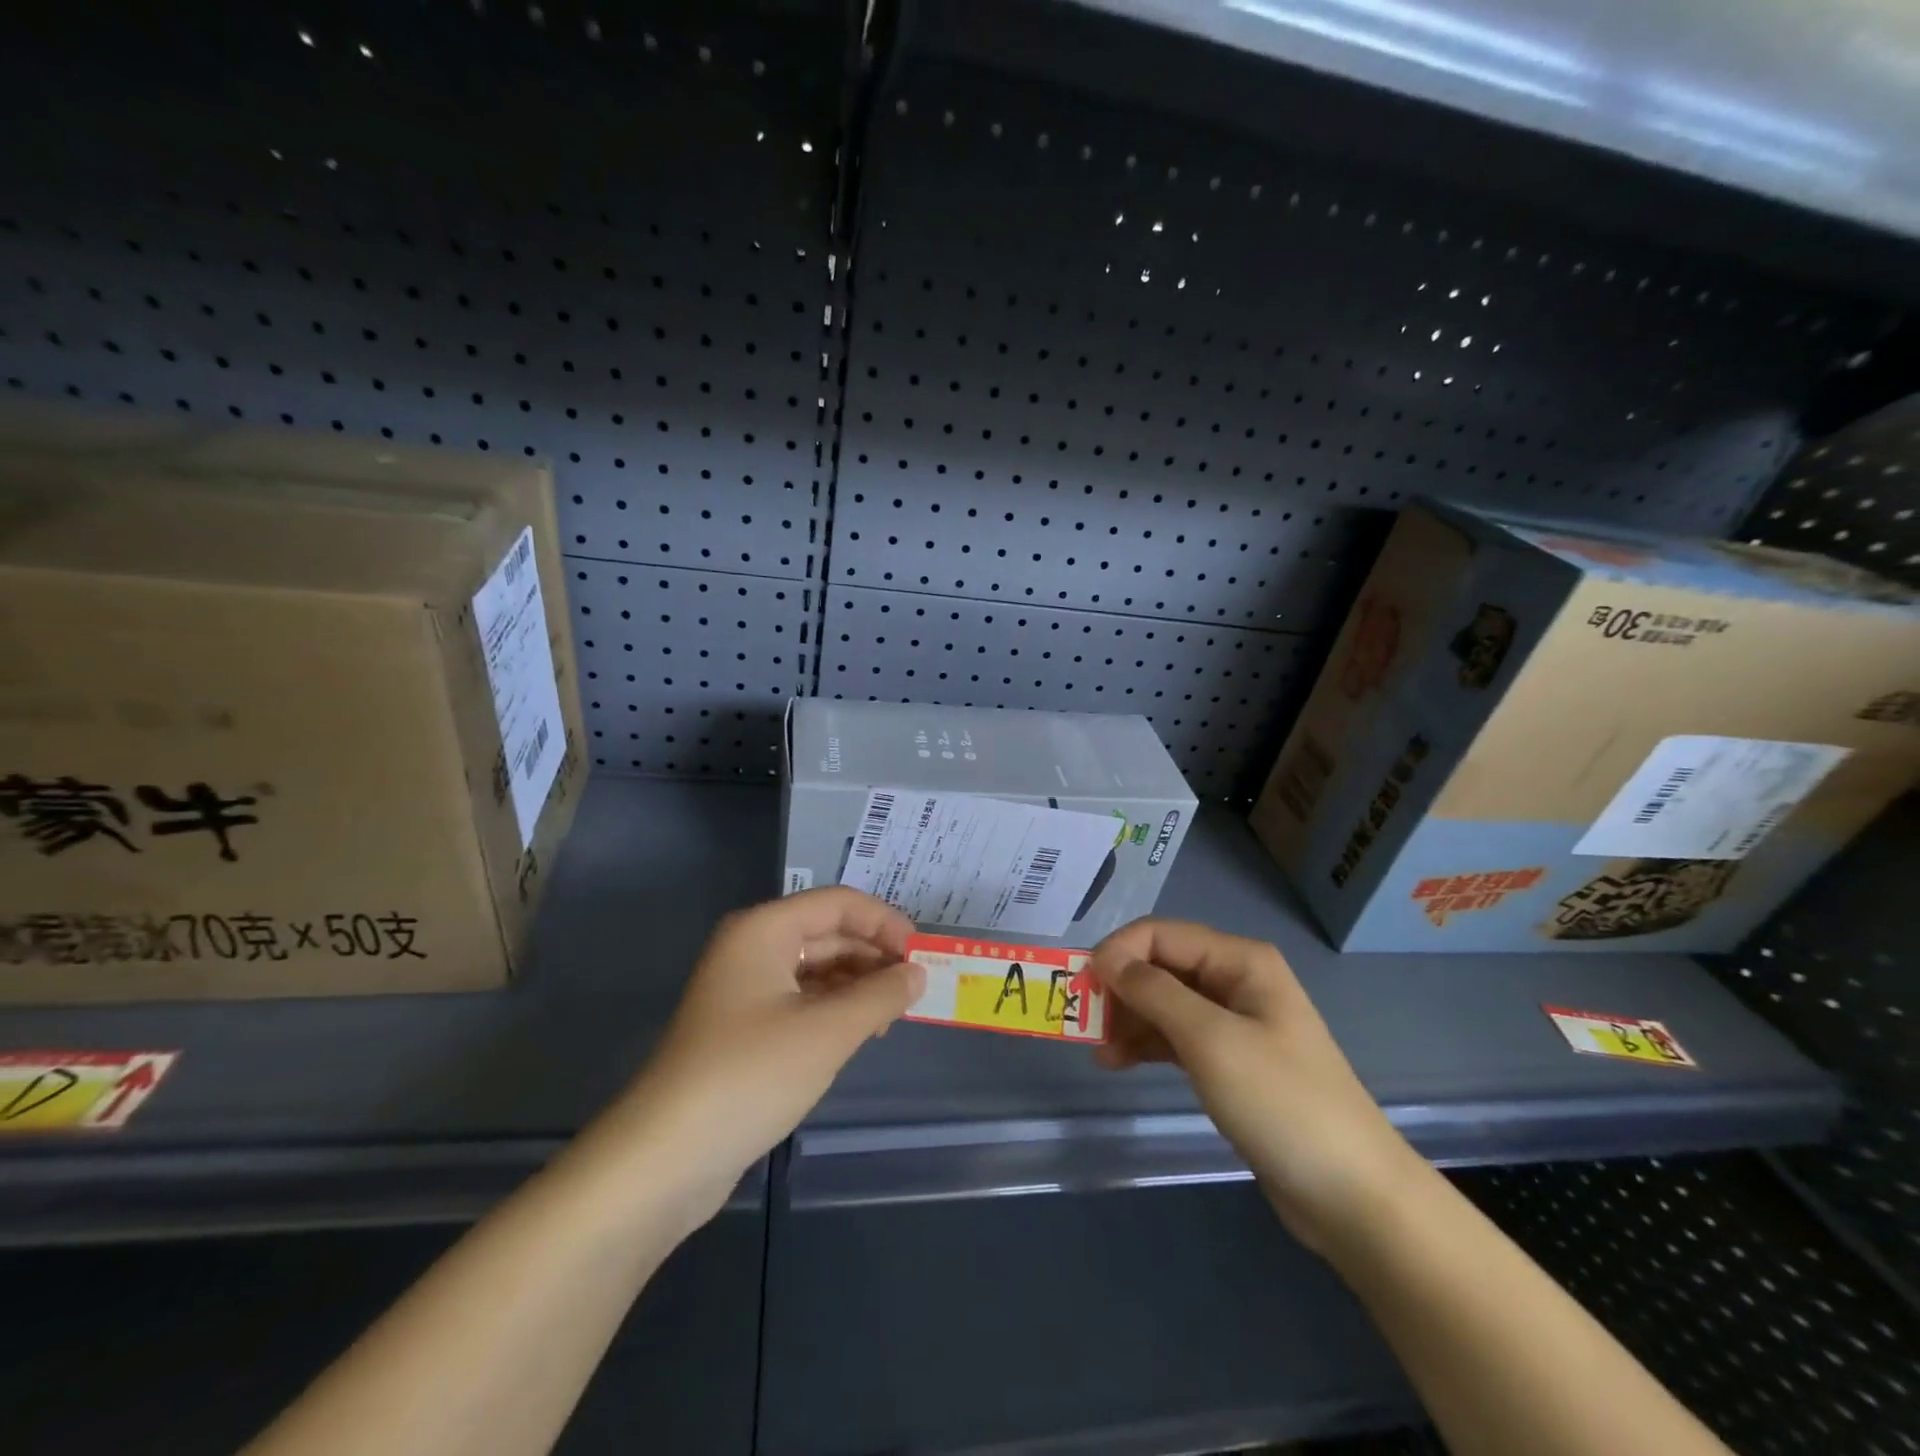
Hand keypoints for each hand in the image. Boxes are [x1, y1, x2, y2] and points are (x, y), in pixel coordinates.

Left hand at [614, 888, 924, 1222]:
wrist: (665, 1157)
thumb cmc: (750, 1076)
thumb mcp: (827, 1032)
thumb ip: (880, 995)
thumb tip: (918, 973)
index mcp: (764, 929)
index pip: (839, 903)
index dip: (885, 922)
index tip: (922, 955)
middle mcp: (752, 947)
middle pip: (827, 932)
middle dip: (874, 954)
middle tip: (916, 988)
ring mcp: (745, 988)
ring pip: (816, 967)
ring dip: (858, 983)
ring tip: (893, 1013)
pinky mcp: (744, 1027)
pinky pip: (801, 999)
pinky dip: (835, 1008)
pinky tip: (861, 1031)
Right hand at [1090, 919, 1423, 1252]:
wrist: (1351, 1195)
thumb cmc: (1280, 1103)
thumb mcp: (1210, 1040)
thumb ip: (1154, 992)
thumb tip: (1107, 959)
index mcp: (1239, 960)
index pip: (1161, 934)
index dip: (1118, 952)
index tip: (1083, 987)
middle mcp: (1235, 980)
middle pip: (1161, 966)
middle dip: (1120, 988)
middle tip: (1084, 1022)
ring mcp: (1234, 1022)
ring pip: (1164, 1002)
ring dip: (1128, 1018)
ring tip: (1098, 1051)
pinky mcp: (1229, 1061)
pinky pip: (1176, 1036)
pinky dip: (1146, 1044)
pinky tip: (1117, 1062)